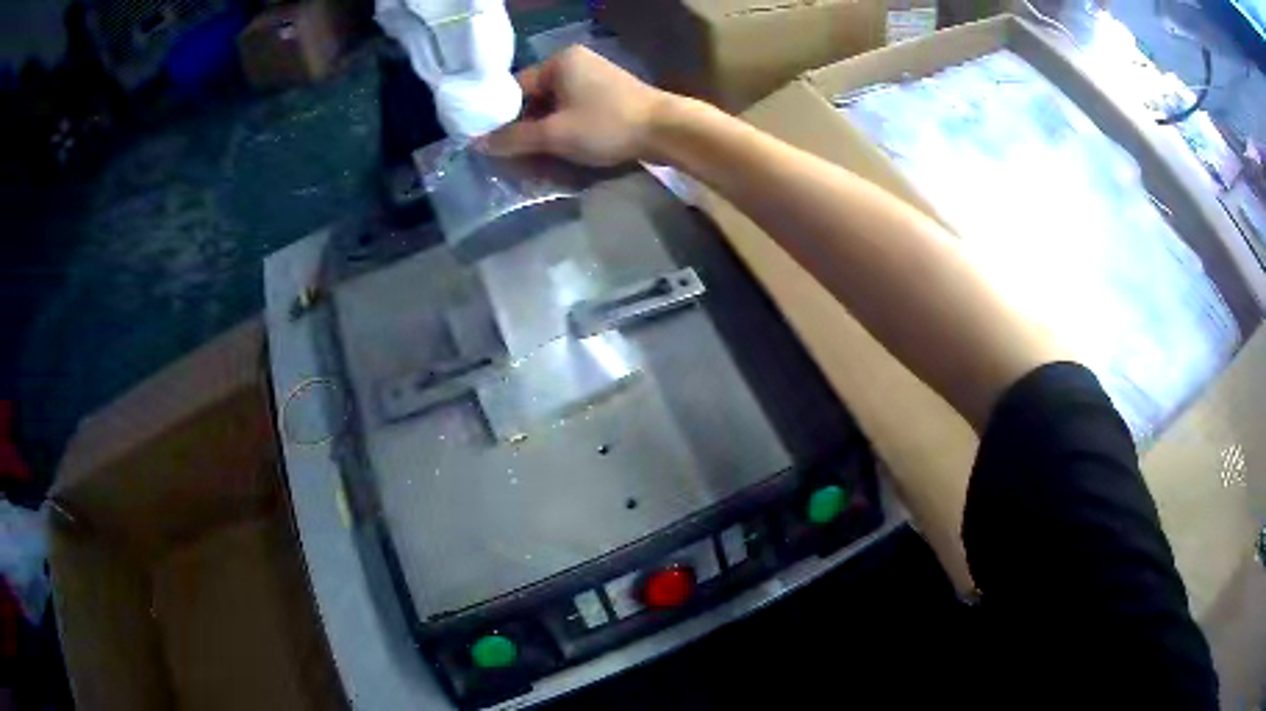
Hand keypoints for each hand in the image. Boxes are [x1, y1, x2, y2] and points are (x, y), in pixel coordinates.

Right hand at [481, 46, 669, 165]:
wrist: (667, 130)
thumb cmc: (606, 125)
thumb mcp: (554, 134)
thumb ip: (514, 139)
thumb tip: (478, 144)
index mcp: (559, 61)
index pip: (516, 88)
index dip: (501, 117)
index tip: (493, 144)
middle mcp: (575, 63)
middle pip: (536, 98)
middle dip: (525, 128)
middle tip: (514, 157)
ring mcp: (595, 78)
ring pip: (556, 107)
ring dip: (545, 133)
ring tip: (535, 160)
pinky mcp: (609, 95)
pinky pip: (575, 111)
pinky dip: (565, 129)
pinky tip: (561, 151)